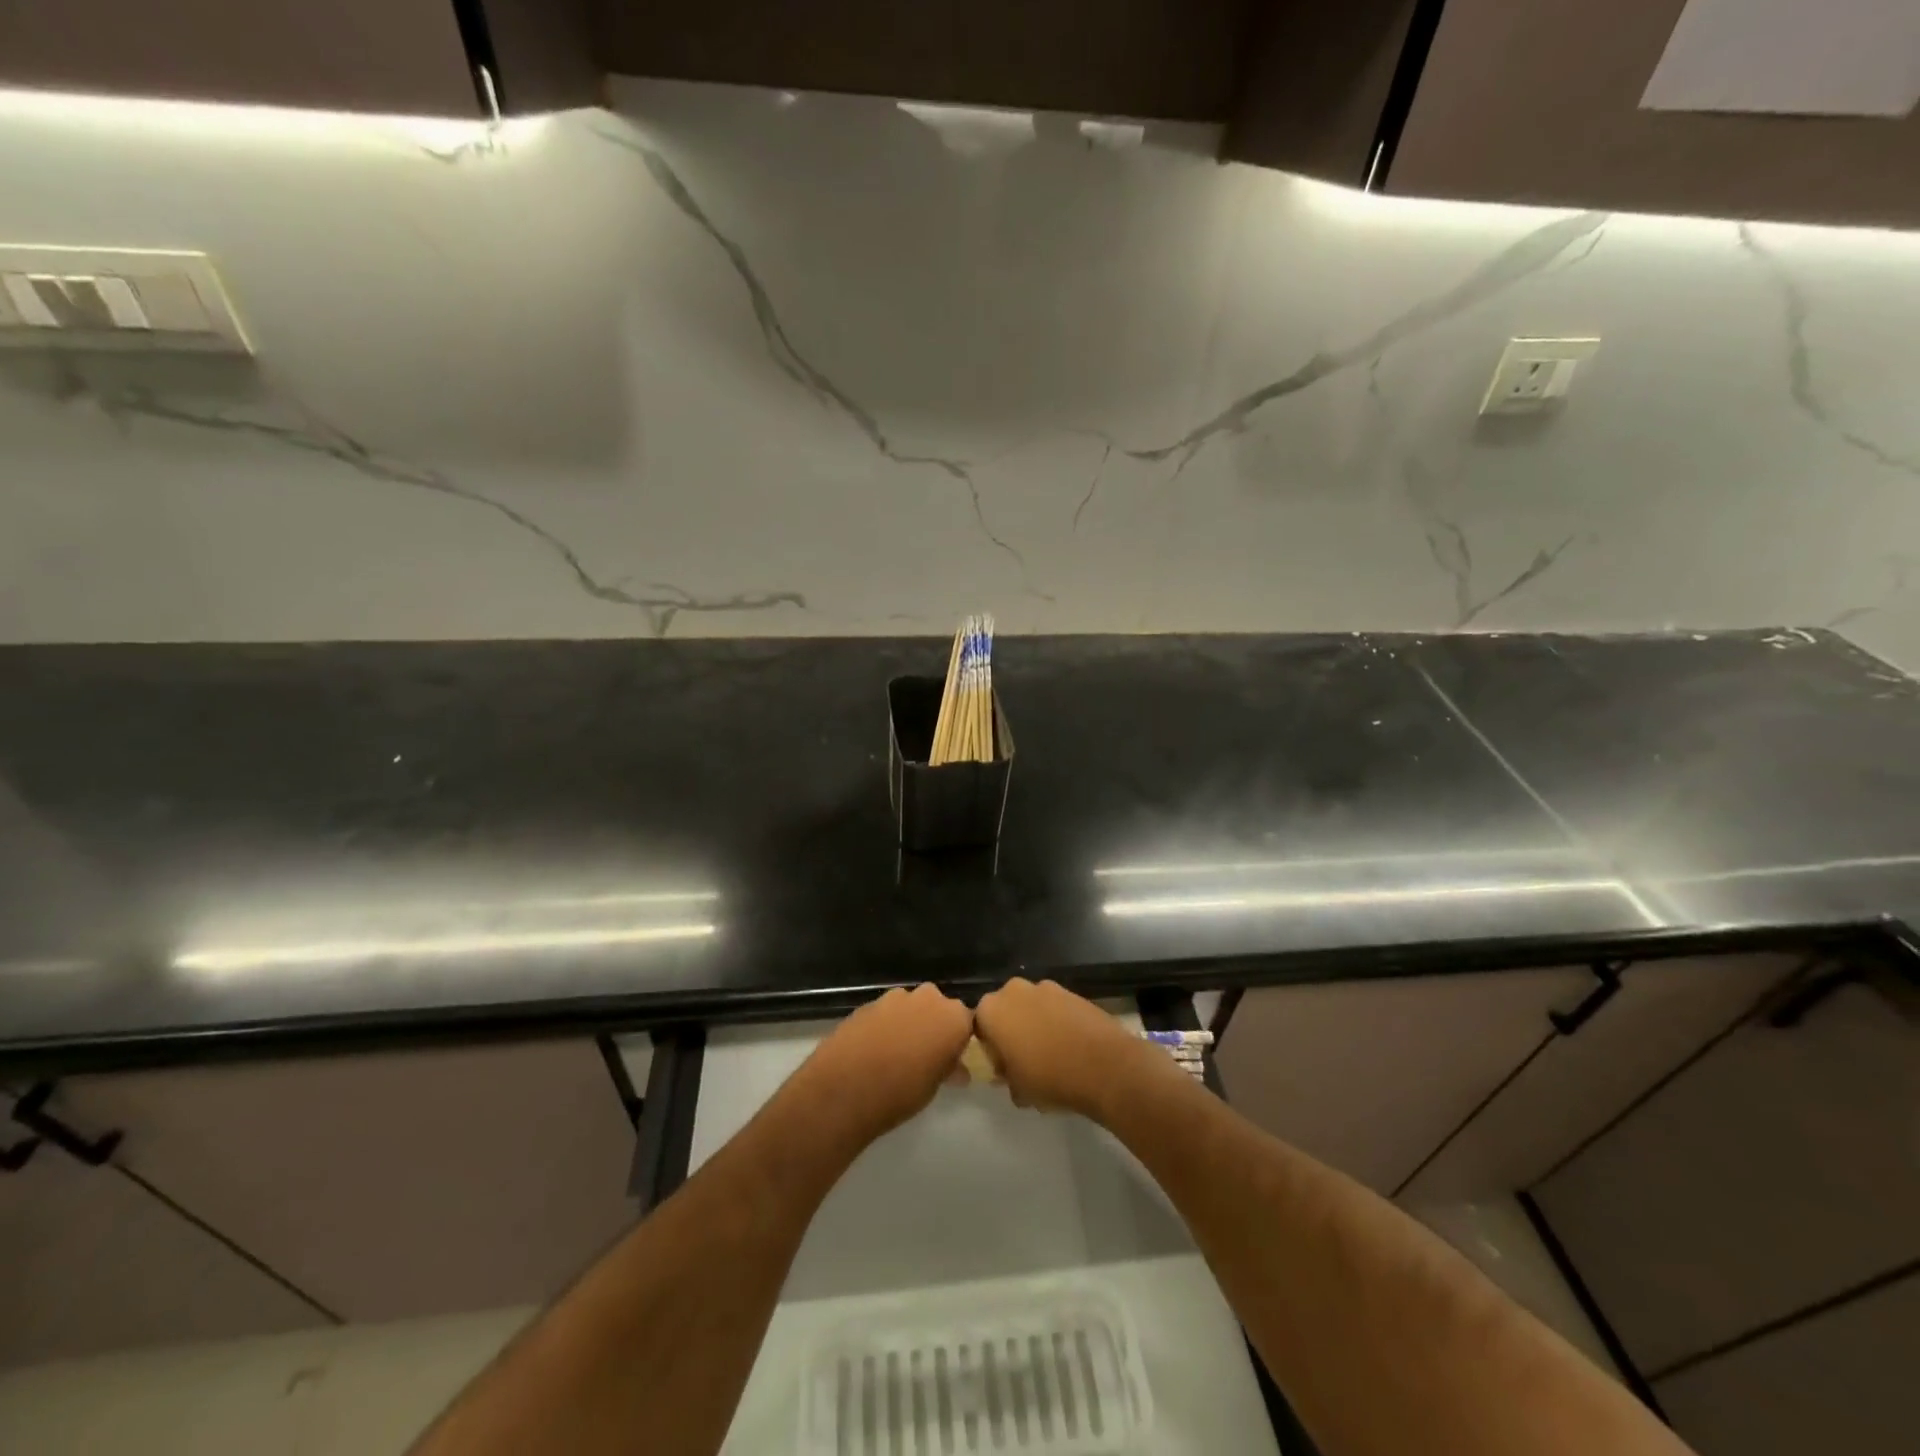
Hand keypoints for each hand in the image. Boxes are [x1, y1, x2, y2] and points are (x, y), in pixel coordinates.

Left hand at [795, 984, 973, 1143]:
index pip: (967, 1022)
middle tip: (926, 1055)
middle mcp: (928, 998)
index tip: (952, 1058)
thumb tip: (957, 1069)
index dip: (959, 1040)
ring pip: (910, 1007)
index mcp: (953, 1017)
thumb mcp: (934, 1087)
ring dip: (908, 1023)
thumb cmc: (901, 1092)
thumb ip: (947, 1068)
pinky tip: (874, 1050)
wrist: (845, 1089)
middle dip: (934, 1025)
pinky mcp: (868, 1003)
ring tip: (896, 1054)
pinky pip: (886, 1013)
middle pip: (938, 1007)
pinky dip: (885, 1026)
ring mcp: (895, 997)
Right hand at [974, 978, 1178, 1120]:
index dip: (991, 1049)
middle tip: (1025, 1061)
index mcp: (991, 1010)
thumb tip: (1010, 1072)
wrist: (1105, 1066)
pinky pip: (1055, 1007)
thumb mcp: (1017, 1089)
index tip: (1005, 1069)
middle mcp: (1014, 990)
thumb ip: (1005, 1075)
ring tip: (1053, 1054)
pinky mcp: (1072, 991)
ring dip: (1036, 1025)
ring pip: (1031, 1007)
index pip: (979, 1027)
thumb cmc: (1050, 1078)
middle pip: (1005, 1010)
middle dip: (1012, 1031)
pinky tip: (1071, 1046)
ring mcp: (1046, 987)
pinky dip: (1058, 1022)